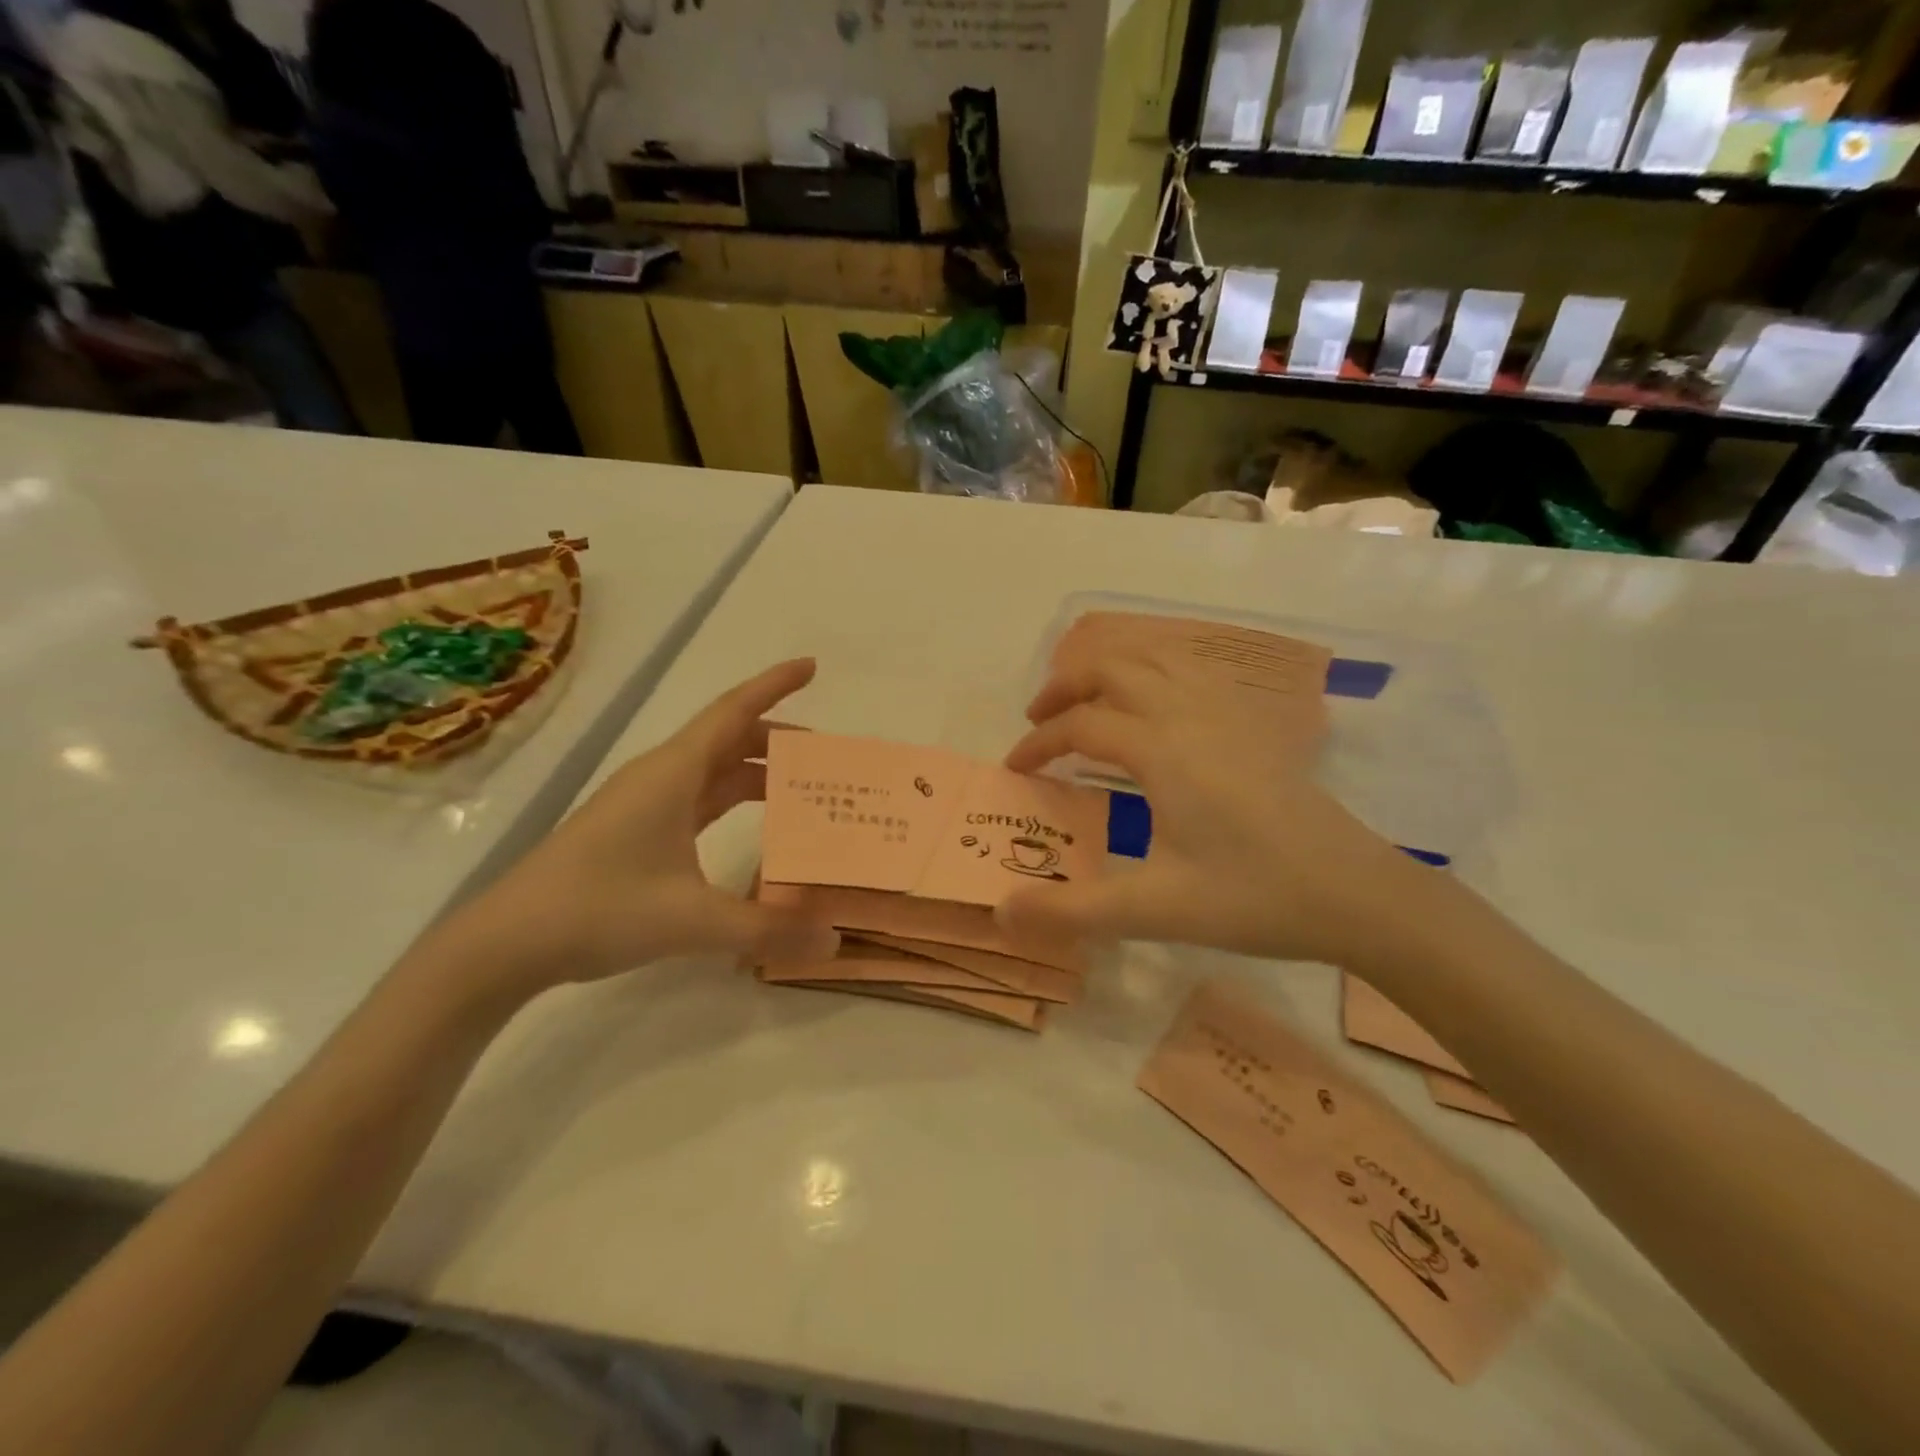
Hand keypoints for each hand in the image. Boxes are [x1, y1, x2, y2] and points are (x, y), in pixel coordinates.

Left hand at [439, 659, 839, 999]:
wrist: (506, 942)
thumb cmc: (598, 909)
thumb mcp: (692, 921)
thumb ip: (767, 929)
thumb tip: (835, 941)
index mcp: (674, 773)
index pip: (734, 711)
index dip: (775, 686)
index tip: (812, 666)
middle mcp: (661, 777)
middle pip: (729, 739)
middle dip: (778, 741)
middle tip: (826, 760)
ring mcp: (646, 804)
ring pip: (714, 771)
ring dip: (757, 773)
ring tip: (802, 794)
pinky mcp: (637, 831)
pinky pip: (699, 800)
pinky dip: (733, 803)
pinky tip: (754, 829)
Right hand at [1000, 654, 1437, 968]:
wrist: (1357, 893)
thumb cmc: (1255, 898)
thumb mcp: (1155, 910)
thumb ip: (1073, 911)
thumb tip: (1003, 913)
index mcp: (1162, 750)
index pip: (1080, 726)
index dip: (1038, 744)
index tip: (1014, 770)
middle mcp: (1190, 714)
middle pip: (1114, 667)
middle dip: (1065, 686)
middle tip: (1038, 720)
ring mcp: (1227, 713)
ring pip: (1156, 657)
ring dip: (1110, 669)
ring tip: (1087, 702)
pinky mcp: (1253, 724)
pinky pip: (1191, 671)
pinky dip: (1153, 671)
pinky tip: (1154, 705)